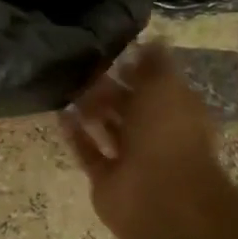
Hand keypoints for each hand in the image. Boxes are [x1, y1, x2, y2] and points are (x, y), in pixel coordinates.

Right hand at [60, 42, 221, 238]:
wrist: (159, 197)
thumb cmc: (167, 135)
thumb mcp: (166, 87)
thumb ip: (155, 65)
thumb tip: (151, 41)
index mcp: (178, 112)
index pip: (157, 85)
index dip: (137, 68)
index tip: (110, 51)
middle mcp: (157, 134)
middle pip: (130, 106)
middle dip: (108, 88)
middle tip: (81, 68)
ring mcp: (131, 158)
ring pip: (107, 128)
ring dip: (89, 109)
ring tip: (65, 87)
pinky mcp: (106, 177)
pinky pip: (88, 151)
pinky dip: (76, 134)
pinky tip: (59, 114)